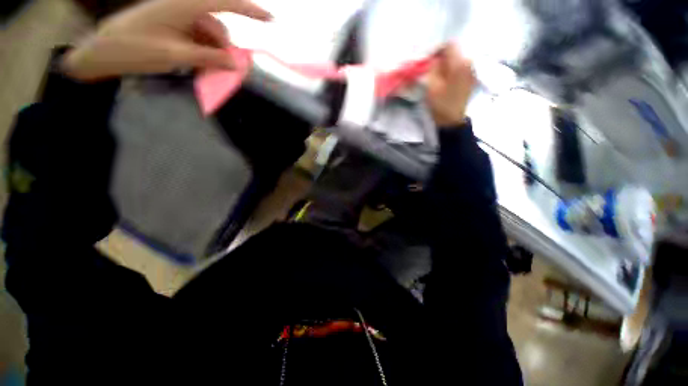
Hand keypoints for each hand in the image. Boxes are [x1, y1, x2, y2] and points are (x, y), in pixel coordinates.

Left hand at [61, 0, 271, 81]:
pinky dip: (202, 52)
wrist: (104, 51)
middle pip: (217, 27)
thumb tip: (235, 64)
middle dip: (223, 49)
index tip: (270, 20)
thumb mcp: (174, 55)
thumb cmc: (134, 49)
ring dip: (212, 53)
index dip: (250, 10)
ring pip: (209, 35)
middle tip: (223, 71)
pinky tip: (195, 64)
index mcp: (182, 6)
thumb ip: (207, 57)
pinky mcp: (174, 25)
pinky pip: (198, 38)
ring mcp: (178, 16)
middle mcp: (184, 7)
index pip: (224, 3)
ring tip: (202, 70)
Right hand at [427, 44, 475, 126]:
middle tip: (430, 70)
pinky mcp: (470, 79)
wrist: (452, 120)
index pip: (449, 45)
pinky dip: (451, 71)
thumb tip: (434, 59)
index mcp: (460, 63)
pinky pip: (460, 68)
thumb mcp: (431, 85)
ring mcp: (471, 71)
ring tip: (436, 76)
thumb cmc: (440, 104)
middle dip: (441, 58)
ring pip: (457, 60)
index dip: (437, 50)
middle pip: (454, 52)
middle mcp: (469, 63)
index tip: (428, 60)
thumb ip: (433, 68)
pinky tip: (445, 81)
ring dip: (446, 65)